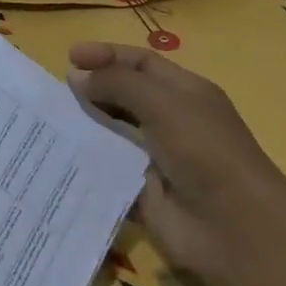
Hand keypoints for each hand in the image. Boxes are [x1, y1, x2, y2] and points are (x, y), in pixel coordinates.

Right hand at [68, 42, 285, 285]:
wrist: (236, 229)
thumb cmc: (204, 151)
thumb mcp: (161, 103)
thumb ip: (117, 84)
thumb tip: (77, 76)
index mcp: (185, 93)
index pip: (140, 62)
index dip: (106, 56)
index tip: (69, 58)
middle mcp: (172, 121)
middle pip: (125, 95)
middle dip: (93, 89)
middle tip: (57, 92)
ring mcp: (157, 158)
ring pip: (113, 132)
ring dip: (86, 125)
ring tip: (50, 121)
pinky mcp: (143, 192)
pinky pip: (109, 170)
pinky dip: (87, 163)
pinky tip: (59, 156)